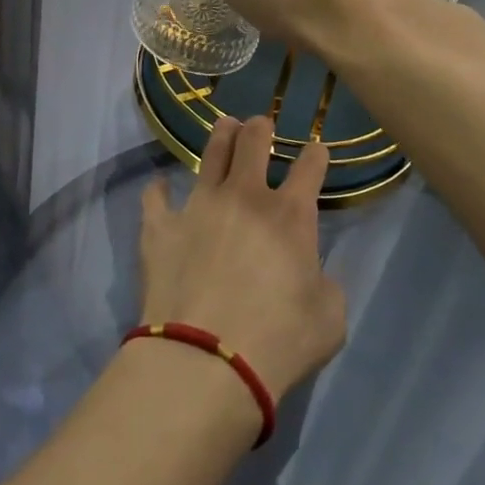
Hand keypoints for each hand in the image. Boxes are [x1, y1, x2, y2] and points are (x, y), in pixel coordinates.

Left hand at [138, 115, 346, 399]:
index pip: (309, 168)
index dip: (315, 155)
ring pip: (210, 155)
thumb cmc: (278, 341)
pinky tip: (158, 187)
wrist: (206, 360)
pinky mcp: (160, 226)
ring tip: (224, 126)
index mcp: (290, 215)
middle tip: (260, 124)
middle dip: (260, 129)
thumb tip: (311, 275)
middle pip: (253, 143)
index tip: (316, 150)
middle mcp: (244, 197)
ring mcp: (198, 205)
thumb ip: (325, 285)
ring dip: (220, 137)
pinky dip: (158, 191)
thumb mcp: (330, 319)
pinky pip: (155, 198)